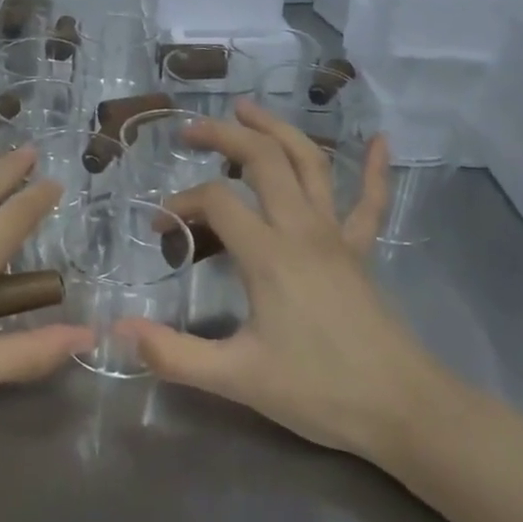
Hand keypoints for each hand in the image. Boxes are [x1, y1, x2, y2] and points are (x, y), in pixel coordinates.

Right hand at [124, 103, 457, 463]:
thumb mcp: (238, 378)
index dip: (181, 204)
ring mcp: (337, 236)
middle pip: (264, 160)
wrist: (405, 411)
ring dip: (278, 131)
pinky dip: (376, 168)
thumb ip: (174, 354)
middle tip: (190, 130)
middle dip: (224, 136)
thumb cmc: (320, 391)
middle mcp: (303, 230)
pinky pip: (371, 201)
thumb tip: (117, 330)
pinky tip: (382, 140)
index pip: (216, 202)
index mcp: (269, 255)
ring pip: (310, 164)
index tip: (160, 226)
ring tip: (247, 110)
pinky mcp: (361, 252)